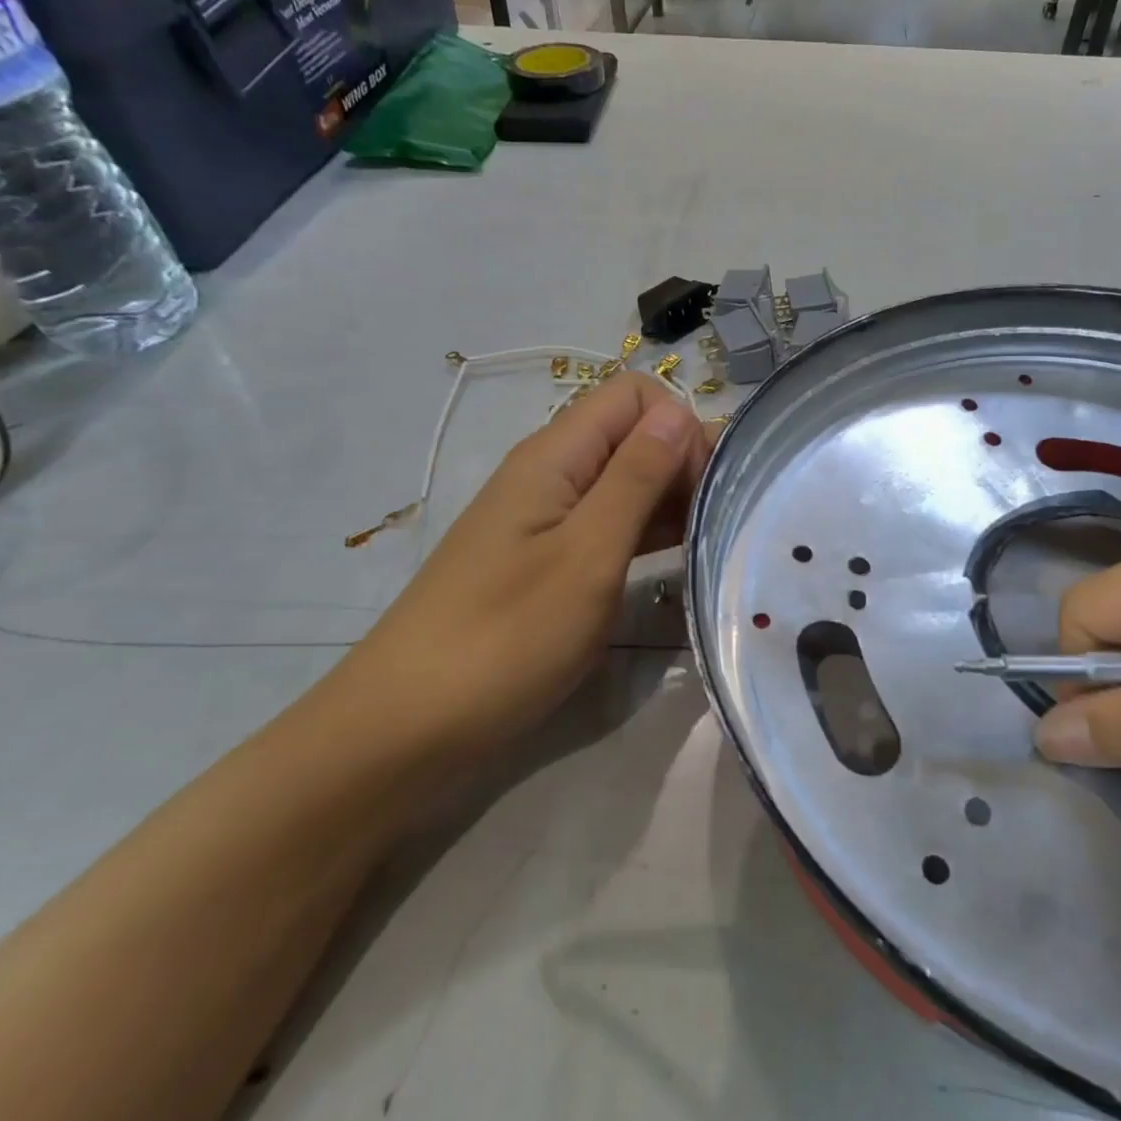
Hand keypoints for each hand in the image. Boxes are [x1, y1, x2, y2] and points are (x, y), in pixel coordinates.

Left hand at [334, 373, 711, 751]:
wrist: (407, 726)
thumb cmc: (505, 637)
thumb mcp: (587, 555)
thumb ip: (636, 479)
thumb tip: (680, 413)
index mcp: (555, 456)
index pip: (634, 395)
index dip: (678, 427)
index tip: (701, 488)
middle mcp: (550, 473)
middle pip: (631, 434)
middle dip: (681, 463)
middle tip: (713, 524)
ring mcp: (545, 518)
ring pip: (623, 481)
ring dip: (667, 501)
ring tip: (705, 544)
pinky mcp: (545, 559)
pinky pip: (607, 523)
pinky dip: (643, 533)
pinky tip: (672, 563)